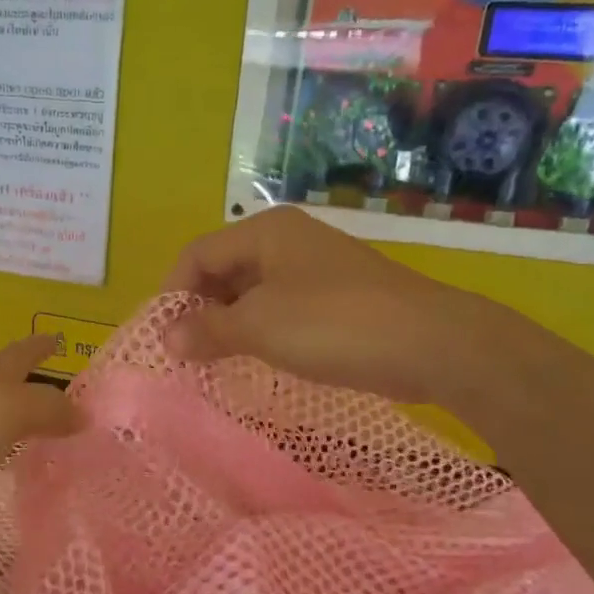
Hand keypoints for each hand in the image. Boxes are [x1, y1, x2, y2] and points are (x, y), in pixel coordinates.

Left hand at [0, 336, 79, 570]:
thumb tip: (83, 412)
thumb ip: (44, 409)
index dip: (39, 345)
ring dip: (11, 419)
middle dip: (29, 382)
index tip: (60, 336)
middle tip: (64, 393)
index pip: (17, 356)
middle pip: (0, 385)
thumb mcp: (0, 416)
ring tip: (39, 431)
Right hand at [163, 207, 523, 404]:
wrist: (432, 344)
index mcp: (265, 231)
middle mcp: (288, 241)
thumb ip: (207, 330)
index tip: (161, 336)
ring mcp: (315, 269)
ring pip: (252, 291)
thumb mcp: (259, 327)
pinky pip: (281, 309)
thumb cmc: (333, 324)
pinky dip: (259, 331)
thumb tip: (166, 339)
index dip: (172, 292)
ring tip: (212, 361)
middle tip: (184, 352)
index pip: (198, 253)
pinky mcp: (336, 299)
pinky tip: (255, 359)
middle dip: (199, 309)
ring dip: (228, 323)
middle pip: (224, 269)